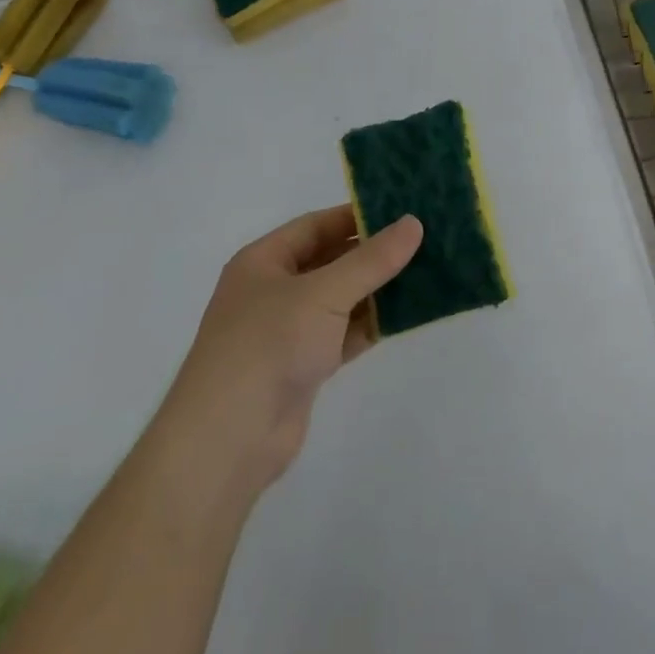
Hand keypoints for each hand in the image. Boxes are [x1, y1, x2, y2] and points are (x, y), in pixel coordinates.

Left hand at [160, 206, 422, 493]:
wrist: (228, 442)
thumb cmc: (268, 346)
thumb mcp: (324, 293)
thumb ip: (371, 260)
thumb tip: (413, 223)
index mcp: (264, 261)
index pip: (317, 225)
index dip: (357, 216)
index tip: (402, 211)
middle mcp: (274, 290)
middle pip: (331, 260)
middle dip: (373, 253)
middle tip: (422, 240)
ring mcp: (288, 330)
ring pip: (341, 298)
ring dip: (377, 289)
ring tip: (425, 272)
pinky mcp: (303, 366)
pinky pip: (344, 332)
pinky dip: (371, 323)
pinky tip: (407, 314)